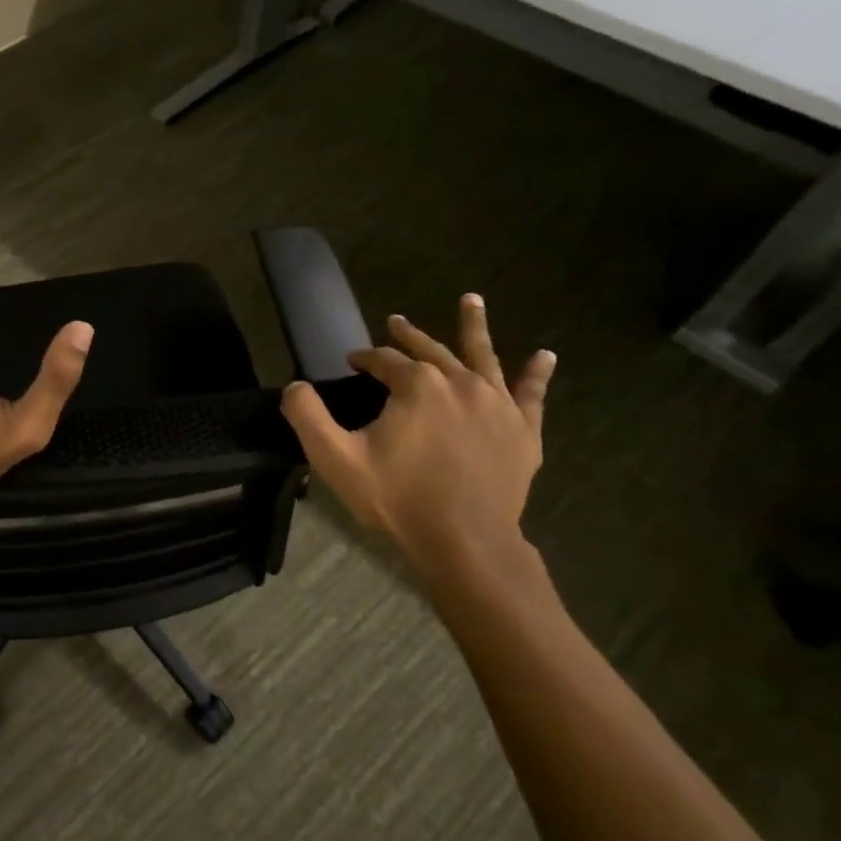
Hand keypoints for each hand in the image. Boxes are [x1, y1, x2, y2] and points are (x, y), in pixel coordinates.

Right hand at [281, 294, 554, 583]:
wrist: (464, 540)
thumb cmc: (397, 497)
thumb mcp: (335, 458)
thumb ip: (306, 415)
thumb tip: (294, 386)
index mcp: (416, 386)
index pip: (384, 360)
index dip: (365, 358)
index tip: (351, 363)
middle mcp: (460, 382)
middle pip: (431, 350)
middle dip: (409, 335)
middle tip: (395, 322)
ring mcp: (496, 404)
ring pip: (483, 356)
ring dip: (474, 327)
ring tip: (471, 300)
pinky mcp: (521, 430)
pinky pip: (531, 394)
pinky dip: (536, 374)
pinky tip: (545, 356)